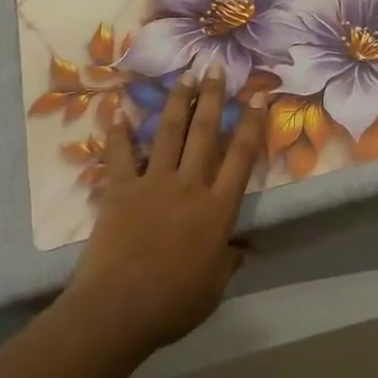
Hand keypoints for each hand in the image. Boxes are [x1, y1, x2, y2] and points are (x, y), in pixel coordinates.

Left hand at [63, 67, 265, 353]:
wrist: (118, 310)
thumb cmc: (173, 304)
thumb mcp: (213, 288)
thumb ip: (229, 262)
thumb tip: (246, 249)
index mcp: (217, 209)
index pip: (241, 156)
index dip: (251, 122)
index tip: (258, 95)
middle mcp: (189, 185)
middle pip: (205, 131)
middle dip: (213, 96)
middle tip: (216, 67)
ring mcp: (153, 182)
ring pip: (170, 132)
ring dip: (178, 101)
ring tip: (185, 76)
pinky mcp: (121, 189)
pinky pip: (120, 155)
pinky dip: (119, 133)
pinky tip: (118, 111)